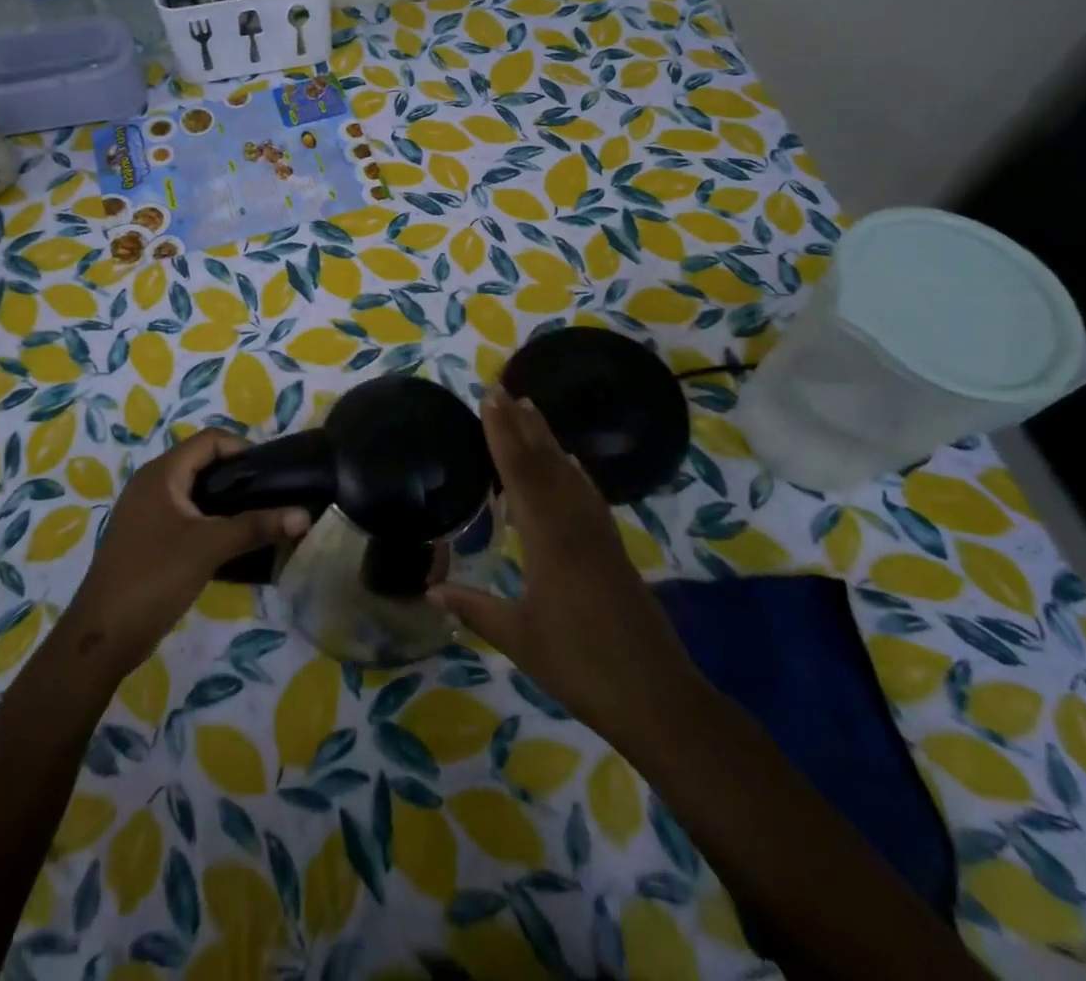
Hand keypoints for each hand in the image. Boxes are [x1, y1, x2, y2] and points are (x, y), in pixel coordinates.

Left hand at [64, 429, 308, 678]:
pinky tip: (235, 542)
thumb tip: (304, 515)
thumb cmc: (154, 576)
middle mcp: (153, 484)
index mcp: (162, 473)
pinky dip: (212, 521)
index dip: (243, 448)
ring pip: (196, 493)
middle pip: (203, 463)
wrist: (103, 636)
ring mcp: (148, 513)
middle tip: (272, 495)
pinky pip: (188, 517)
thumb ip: (256, 527)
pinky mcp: (149, 539)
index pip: (210, 440)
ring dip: (228, 501)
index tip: (273, 472)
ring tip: (261, 517)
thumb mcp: (209, 547)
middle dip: (239, 476)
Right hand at [430, 385, 703, 749]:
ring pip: (569, 474)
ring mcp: (599, 535)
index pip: (520, 473)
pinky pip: (588, 495)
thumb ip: (474, 608)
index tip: (490, 398)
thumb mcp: (518, 639)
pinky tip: (572, 463)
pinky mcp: (613, 549)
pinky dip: (574, 471)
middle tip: (503, 389)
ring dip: (548, 440)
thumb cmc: (580, 666)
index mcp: (548, 540)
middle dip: (522, 424)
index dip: (502, 433)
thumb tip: (429, 588)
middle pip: (545, 463)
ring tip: (531, 410)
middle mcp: (575, 526)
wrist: (656, 696)